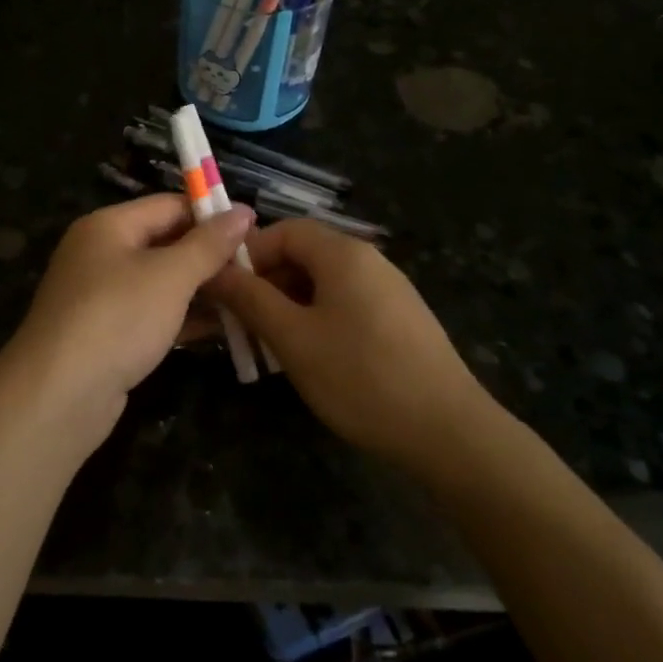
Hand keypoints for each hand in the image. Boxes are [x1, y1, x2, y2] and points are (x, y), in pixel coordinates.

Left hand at [0, 195, 253, 433]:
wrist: (58, 396)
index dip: (212, 214)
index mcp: (109, 226)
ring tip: (250, 297)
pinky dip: (183, 317)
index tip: (255, 230)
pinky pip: (152, 314)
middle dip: (210, 255)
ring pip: (161, 282)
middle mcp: (101, 254)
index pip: (169, 206)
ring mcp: (101, 296)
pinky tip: (222, 327)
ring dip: (202, 289)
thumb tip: (244, 211)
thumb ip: (209, 244)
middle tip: (258, 268)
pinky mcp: (106, 334)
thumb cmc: (117, 318)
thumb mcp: (170, 275)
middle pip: (165, 243)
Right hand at [206, 220, 500, 470]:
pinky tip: (310, 358)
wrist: (448, 431)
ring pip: (323, 284)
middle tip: (241, 323)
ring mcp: (389, 290)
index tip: (225, 290)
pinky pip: (346, 305)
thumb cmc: (361, 376)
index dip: (249, 253)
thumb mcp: (293, 338)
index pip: (284, 229)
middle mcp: (369, 260)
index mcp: (343, 253)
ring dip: (288, 305)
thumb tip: (214, 271)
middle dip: (266, 283)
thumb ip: (250, 299)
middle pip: (304, 255)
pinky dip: (317, 319)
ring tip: (269, 346)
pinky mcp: (400, 320)